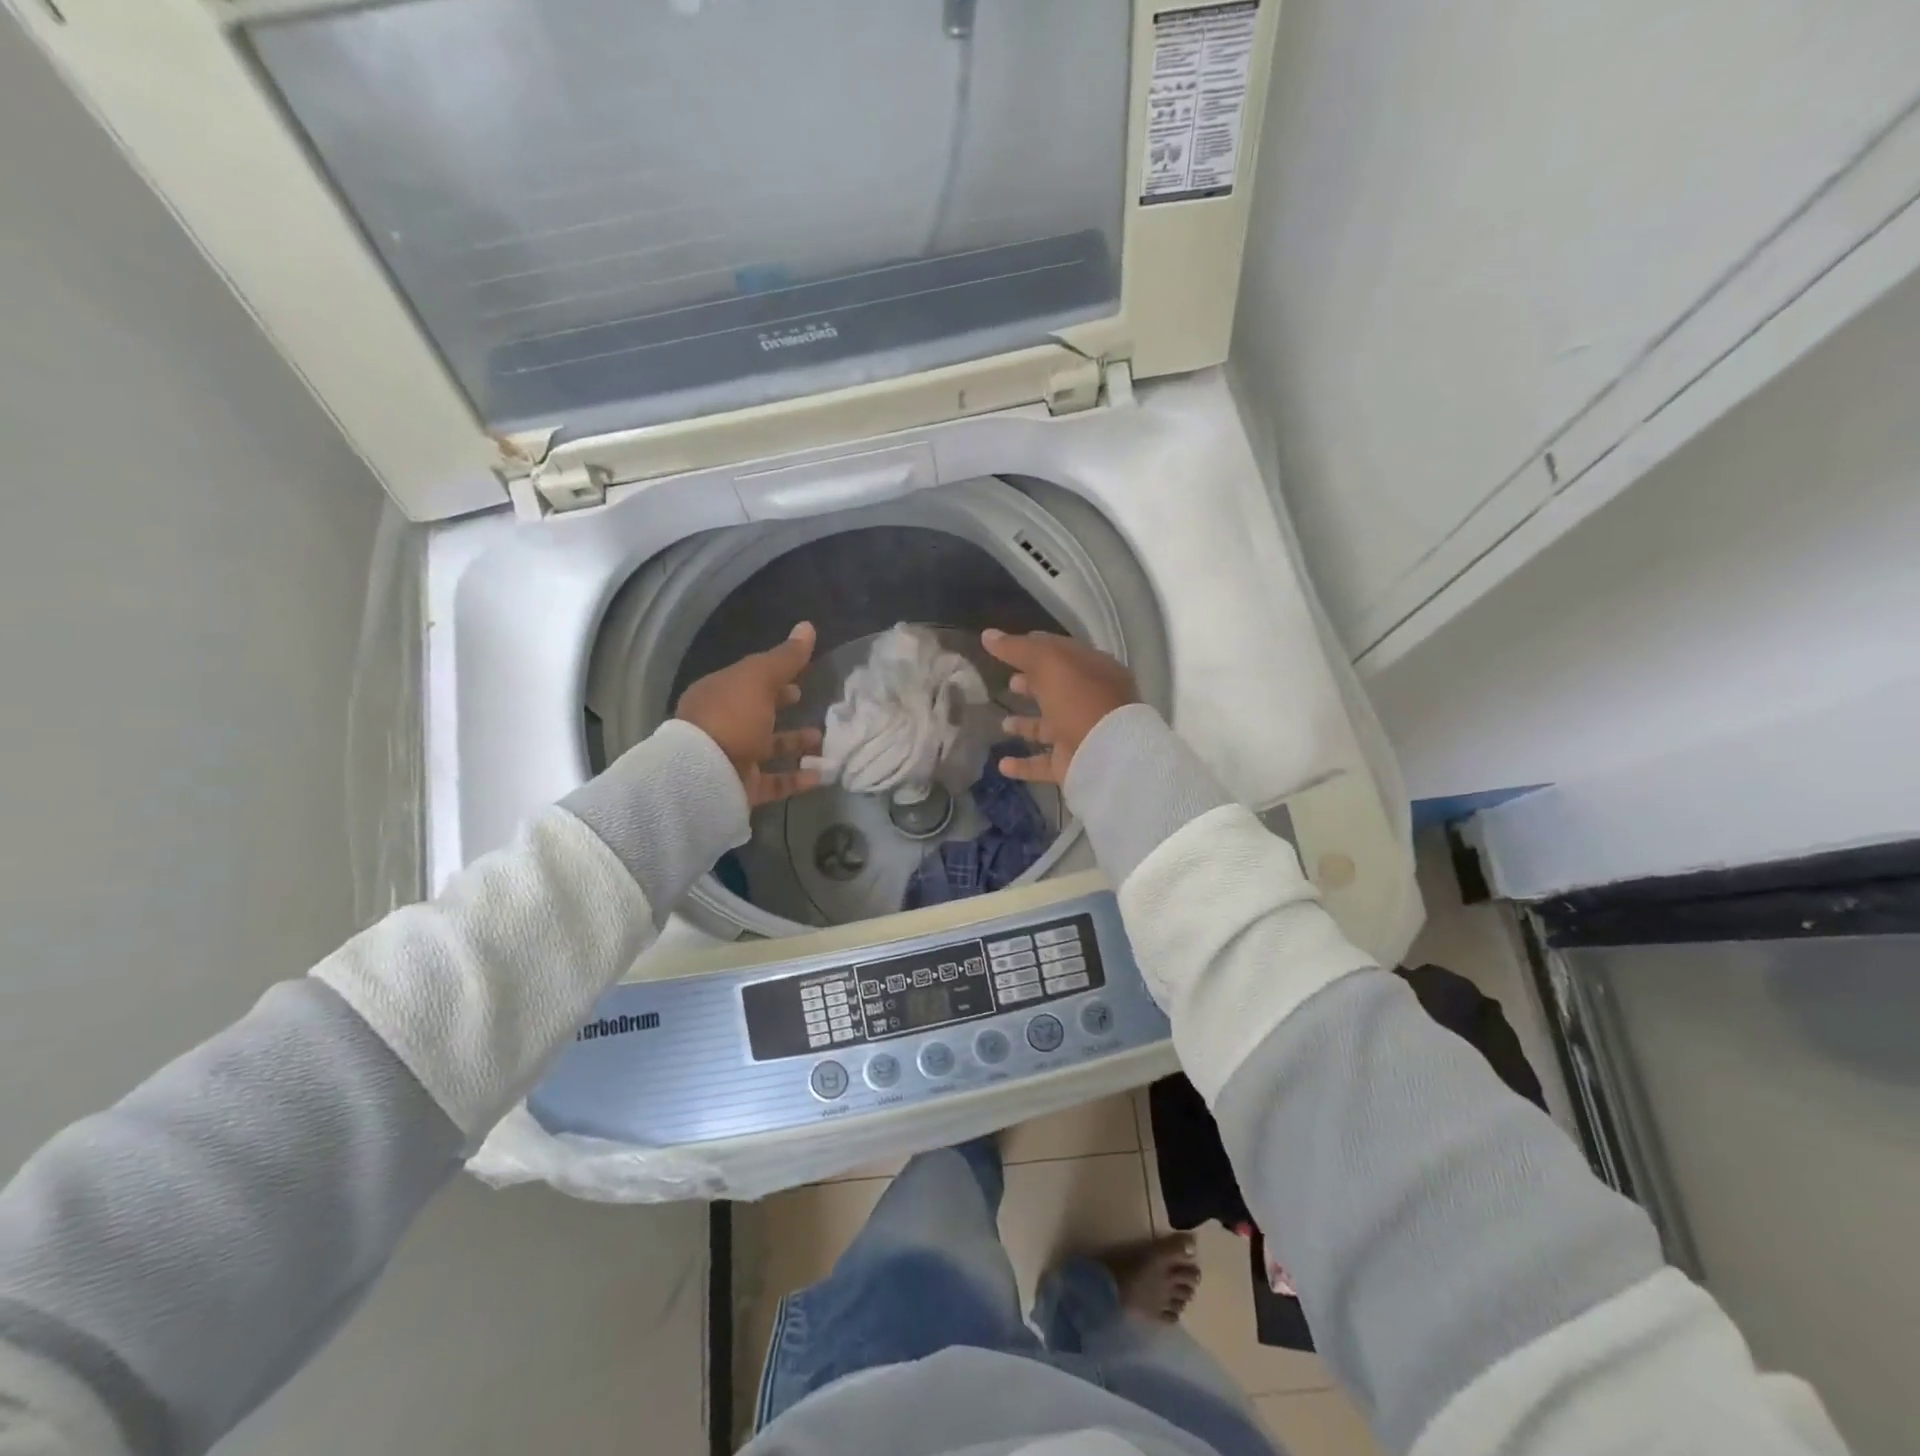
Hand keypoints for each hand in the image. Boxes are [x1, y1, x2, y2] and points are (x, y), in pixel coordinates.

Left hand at [675, 622, 823, 806]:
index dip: (775, 678)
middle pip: (757, 715)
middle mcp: (722, 726)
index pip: (748, 682)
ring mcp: (731, 759)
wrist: (703, 777)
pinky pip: (774, 782)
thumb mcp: (758, 679)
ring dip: (795, 745)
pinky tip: (820, 774)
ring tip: (822, 742)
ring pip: (767, 749)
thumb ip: (785, 658)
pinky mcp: (741, 788)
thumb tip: (808, 626)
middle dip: (785, 710)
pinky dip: (797, 778)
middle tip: (813, 707)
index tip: (801, 681)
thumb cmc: (730, 718)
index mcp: (718, 695)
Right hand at [981, 629, 1138, 785]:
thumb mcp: (1049, 663)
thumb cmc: (1080, 700)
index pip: (1060, 652)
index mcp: (1092, 670)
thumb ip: (1018, 648)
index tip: (1006, 648)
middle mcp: (1089, 701)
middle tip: (1008, 683)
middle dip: (1031, 684)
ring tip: (1003, 724)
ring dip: (1025, 725)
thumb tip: (988, 635)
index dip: (1033, 647)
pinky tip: (1002, 765)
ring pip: (1049, 726)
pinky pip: (1043, 763)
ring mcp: (1081, 734)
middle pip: (1055, 688)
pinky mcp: (1071, 764)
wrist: (1106, 756)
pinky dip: (1023, 764)